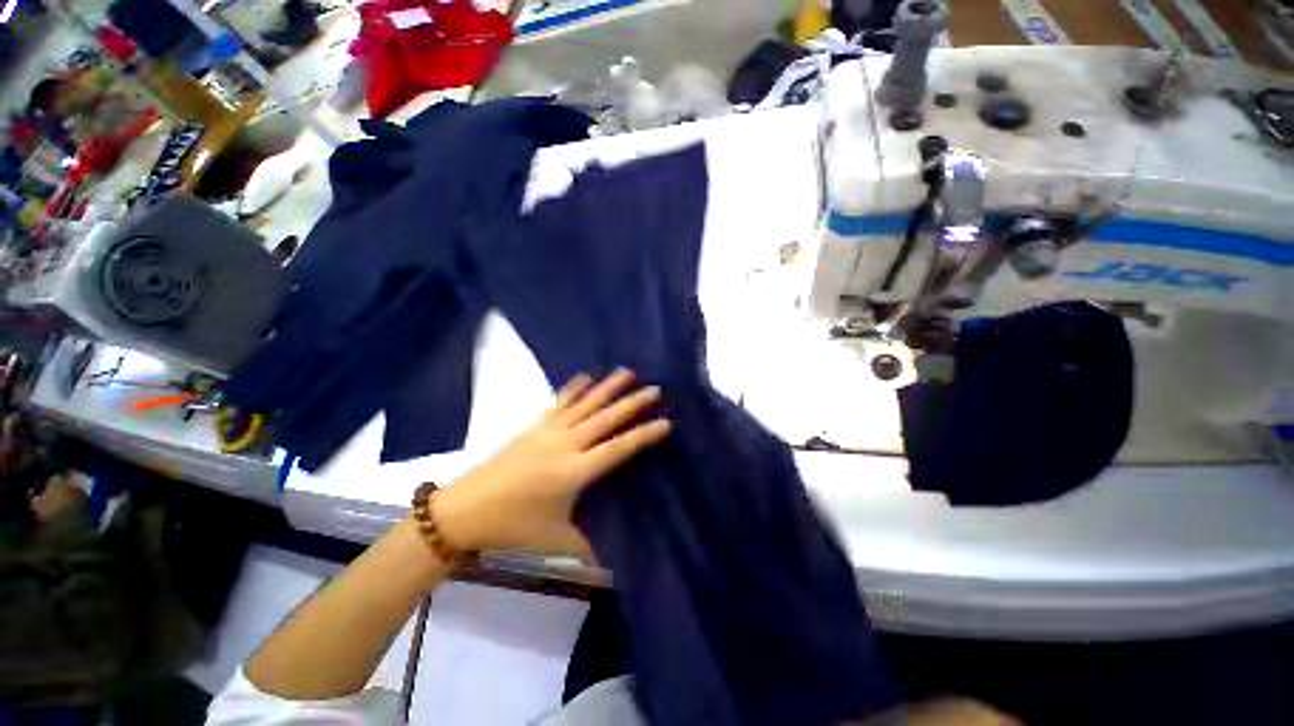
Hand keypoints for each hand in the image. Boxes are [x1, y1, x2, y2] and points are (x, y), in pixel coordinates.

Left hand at [433, 369, 670, 559]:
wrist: (464, 510)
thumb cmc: (512, 527)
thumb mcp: (555, 541)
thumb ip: (587, 552)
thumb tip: (611, 573)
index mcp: (575, 472)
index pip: (618, 449)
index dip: (643, 435)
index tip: (665, 422)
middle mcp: (566, 444)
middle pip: (605, 419)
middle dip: (632, 403)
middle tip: (655, 389)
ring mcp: (548, 432)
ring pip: (585, 404)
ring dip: (607, 387)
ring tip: (626, 372)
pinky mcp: (534, 427)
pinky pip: (559, 402)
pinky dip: (574, 388)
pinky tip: (585, 377)